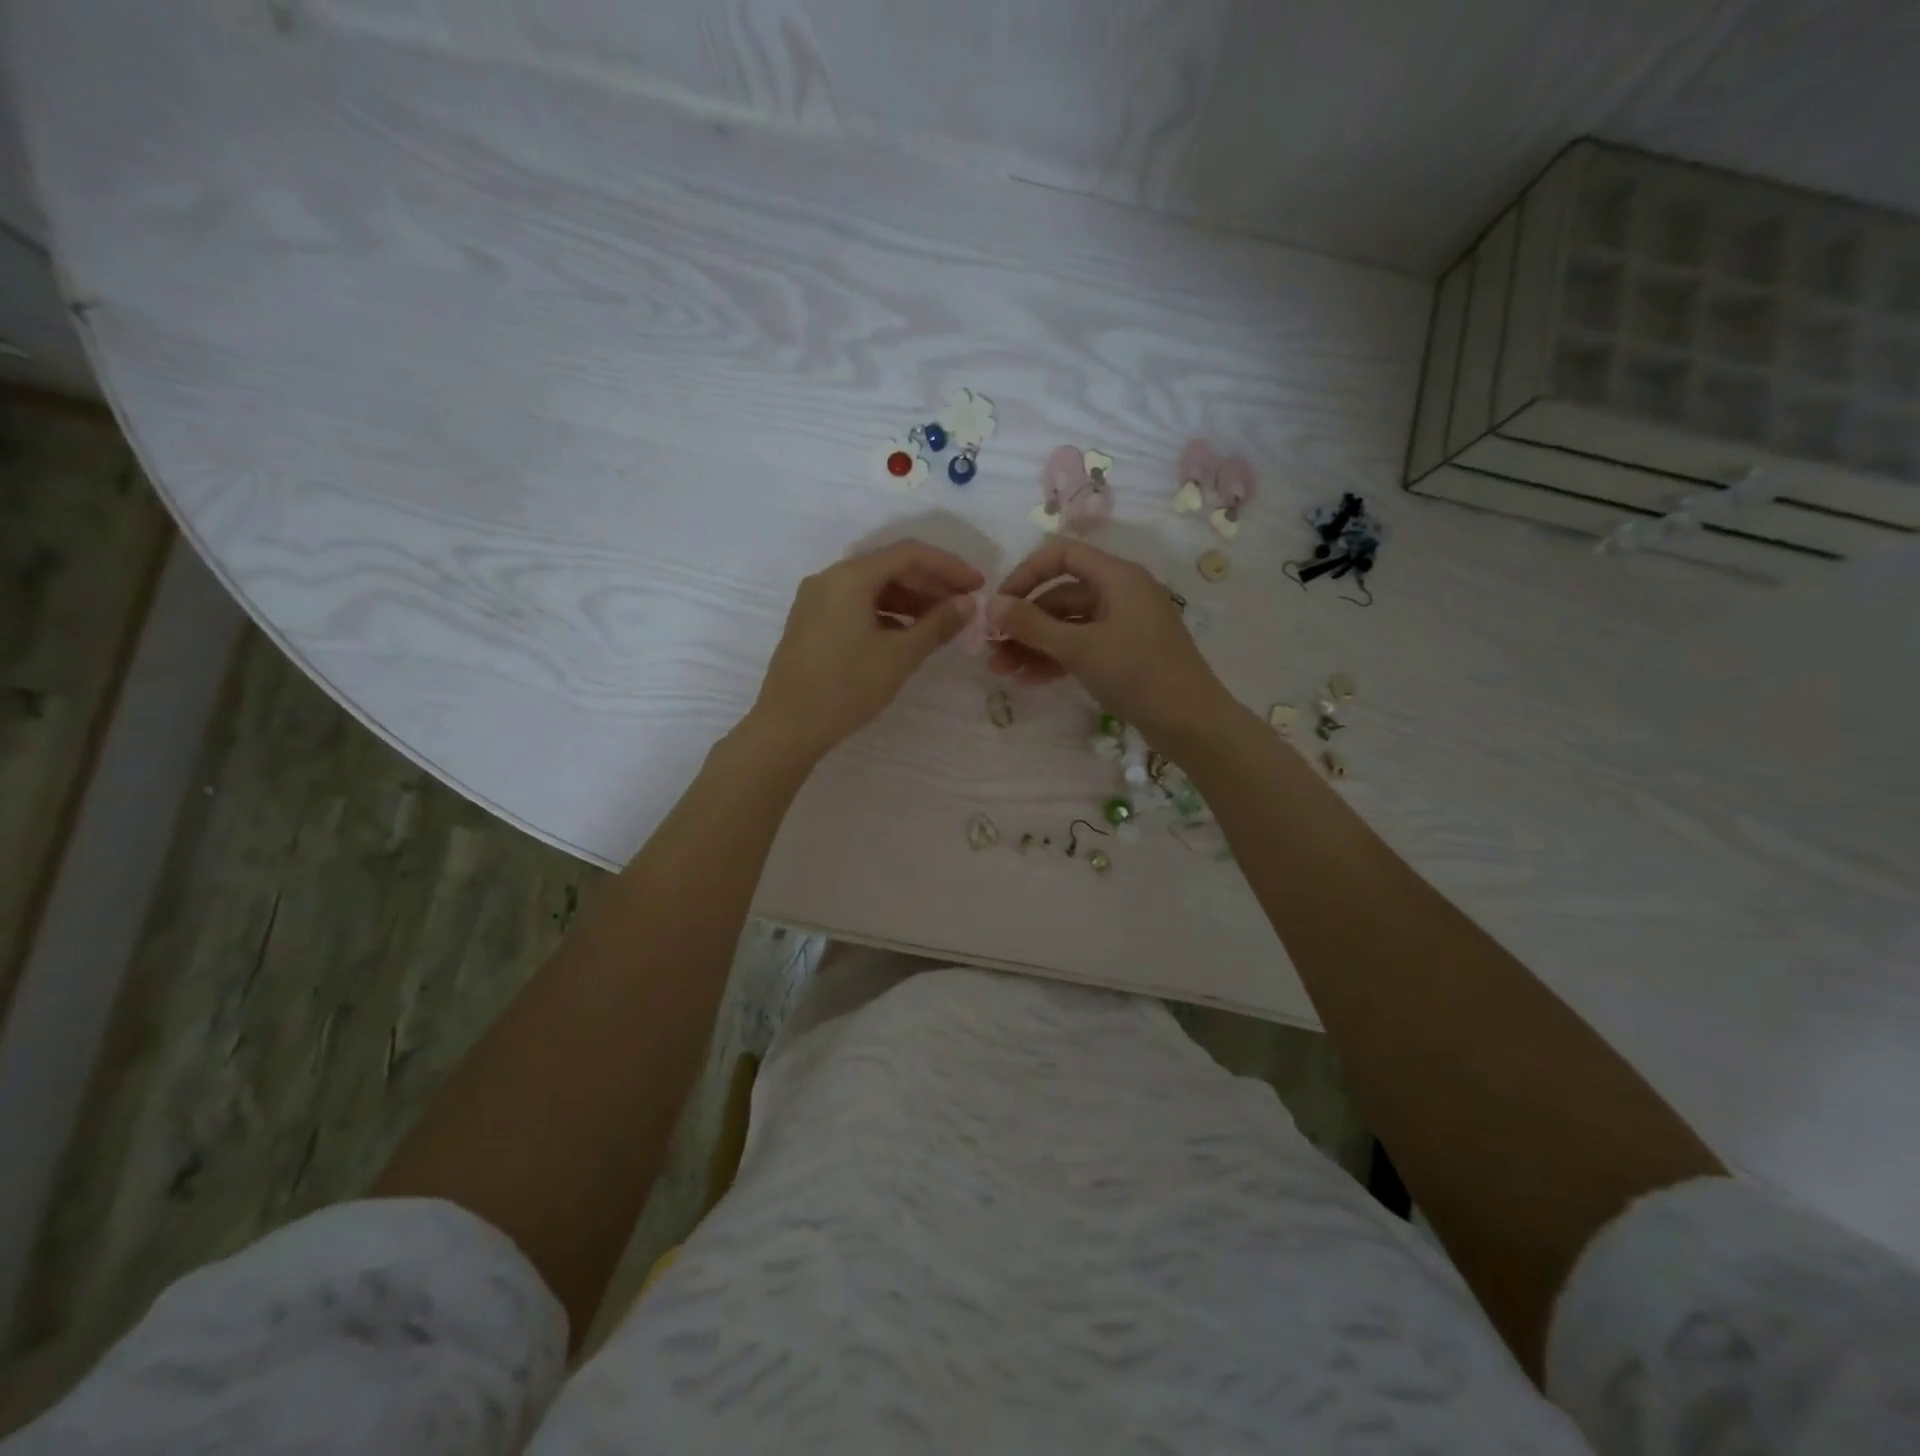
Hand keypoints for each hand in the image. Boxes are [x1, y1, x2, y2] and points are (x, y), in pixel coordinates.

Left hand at [746, 538, 983, 763]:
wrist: (787, 726)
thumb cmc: (846, 687)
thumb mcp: (900, 656)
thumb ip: (937, 624)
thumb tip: (968, 603)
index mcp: (850, 577)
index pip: (910, 554)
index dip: (949, 566)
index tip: (978, 585)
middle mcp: (830, 578)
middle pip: (890, 566)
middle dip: (930, 583)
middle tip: (964, 606)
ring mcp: (816, 600)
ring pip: (873, 587)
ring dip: (910, 599)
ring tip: (941, 622)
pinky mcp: (811, 622)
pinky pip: (856, 604)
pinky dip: (886, 613)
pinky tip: (906, 634)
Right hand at [989, 539, 1235, 750]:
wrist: (1191, 722)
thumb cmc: (1137, 674)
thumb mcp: (1079, 648)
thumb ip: (1032, 625)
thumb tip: (990, 606)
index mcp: (1118, 577)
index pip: (1062, 555)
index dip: (1025, 574)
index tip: (999, 604)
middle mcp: (1121, 593)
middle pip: (1061, 594)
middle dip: (1024, 621)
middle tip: (991, 649)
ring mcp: (1124, 625)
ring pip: (1069, 625)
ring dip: (1034, 644)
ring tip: (1002, 671)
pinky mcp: (1126, 654)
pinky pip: (1083, 646)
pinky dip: (1056, 659)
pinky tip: (1029, 680)